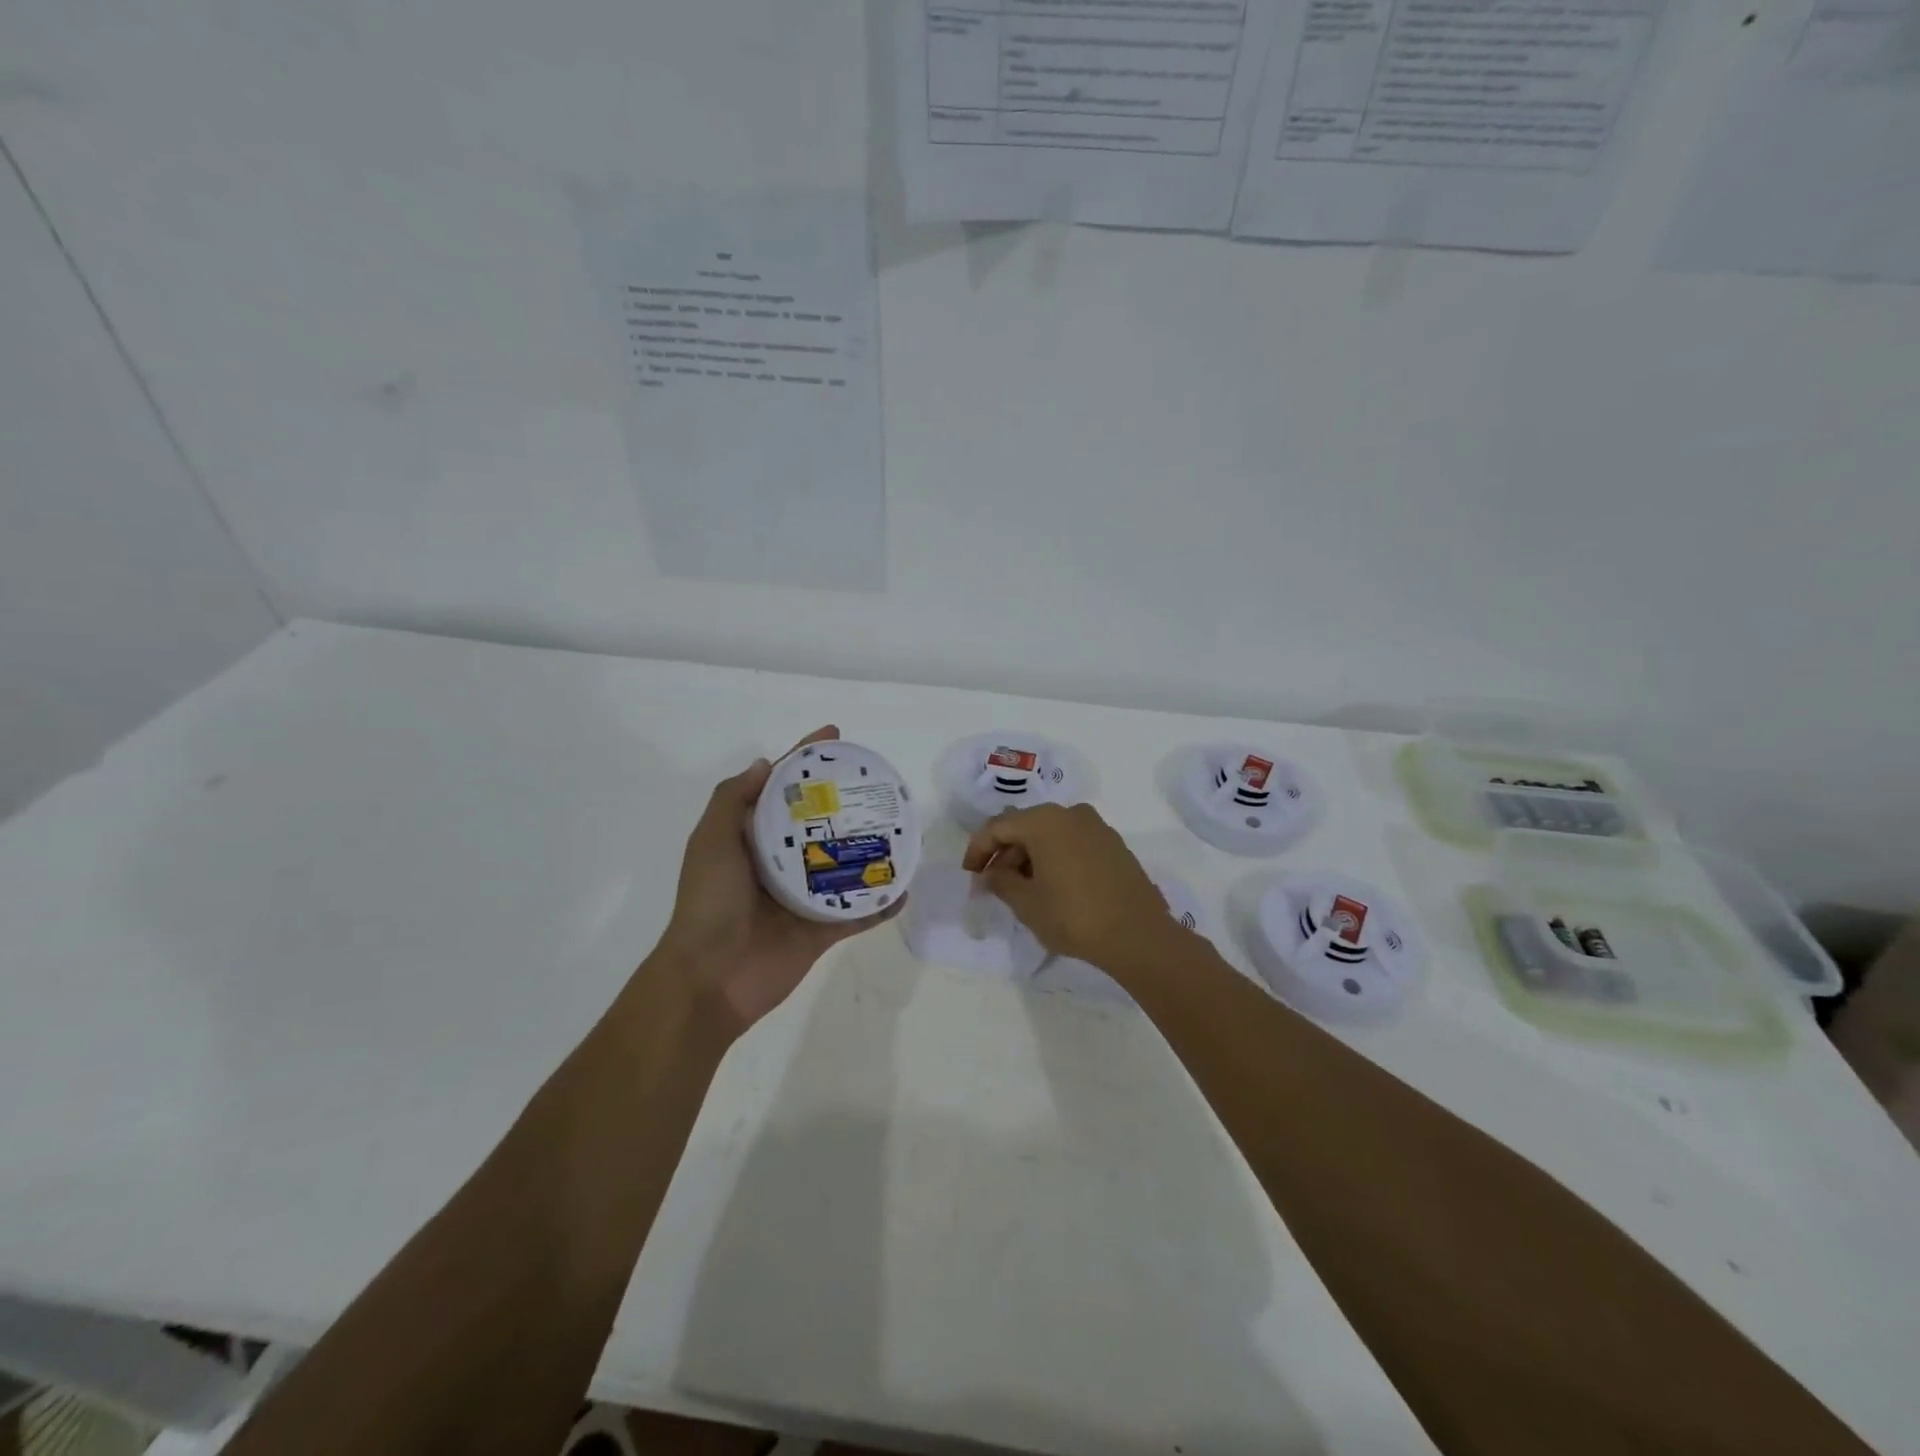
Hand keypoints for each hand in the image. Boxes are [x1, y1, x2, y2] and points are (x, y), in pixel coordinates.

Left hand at [657, 725, 903, 1034]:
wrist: (710, 978)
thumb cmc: (709, 902)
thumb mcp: (711, 841)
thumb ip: (732, 800)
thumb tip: (766, 763)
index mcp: (753, 838)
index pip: (783, 788)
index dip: (806, 759)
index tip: (835, 736)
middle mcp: (781, 861)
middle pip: (821, 822)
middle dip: (847, 801)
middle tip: (880, 783)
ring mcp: (804, 896)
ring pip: (846, 864)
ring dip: (871, 848)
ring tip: (902, 827)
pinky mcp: (821, 930)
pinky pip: (859, 912)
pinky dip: (881, 902)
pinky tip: (905, 886)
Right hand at [961, 802, 1177, 968]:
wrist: (1138, 935)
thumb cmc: (1074, 916)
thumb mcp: (1027, 903)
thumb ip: (1000, 882)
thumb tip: (989, 874)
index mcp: (1045, 820)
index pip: (998, 826)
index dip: (978, 849)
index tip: (969, 875)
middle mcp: (1071, 814)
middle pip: (1025, 827)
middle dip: (1005, 855)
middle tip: (994, 886)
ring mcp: (1097, 828)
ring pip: (1050, 835)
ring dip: (1030, 858)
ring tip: (1022, 891)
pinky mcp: (1114, 845)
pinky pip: (1072, 843)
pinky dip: (1055, 859)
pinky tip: (1053, 887)